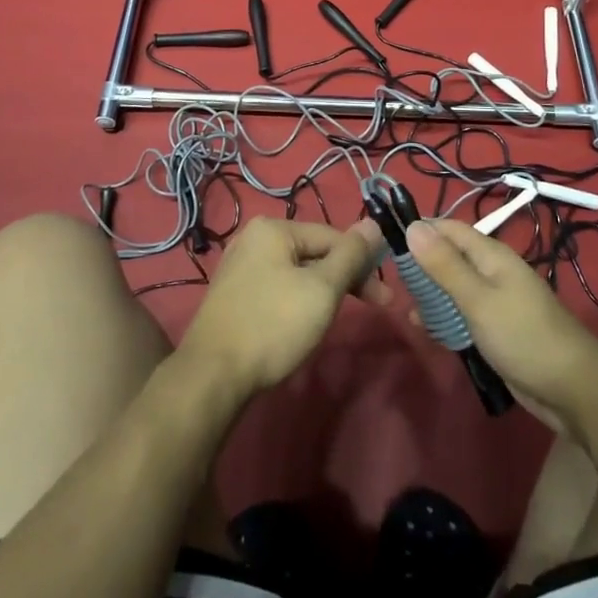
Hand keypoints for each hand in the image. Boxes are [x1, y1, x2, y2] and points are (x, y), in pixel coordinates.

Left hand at [178, 218, 389, 401]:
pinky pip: (278, 287)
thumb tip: (373, 223)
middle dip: (345, 279)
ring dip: (323, 291)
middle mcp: (253, 239)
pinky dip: (298, 300)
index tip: (385, 298)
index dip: (363, 264)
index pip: (332, 237)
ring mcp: (240, 266)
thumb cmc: (273, 325)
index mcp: (273, 228)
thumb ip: (351, 255)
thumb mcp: (322, 289)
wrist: (212, 374)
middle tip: (374, 308)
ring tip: (336, 318)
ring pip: (297, 272)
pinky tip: (304, 322)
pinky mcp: (234, 295)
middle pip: (314, 252)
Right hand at [406, 220, 597, 430]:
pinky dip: (443, 316)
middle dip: (421, 263)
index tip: (386, 239)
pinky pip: (462, 313)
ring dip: (430, 292)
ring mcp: (495, 301)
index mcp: (491, 255)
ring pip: (453, 286)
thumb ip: (444, 265)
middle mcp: (492, 271)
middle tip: (389, 276)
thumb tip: (412, 226)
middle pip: (449, 256)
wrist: (572, 389)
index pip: (449, 229)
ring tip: (402, 304)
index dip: (420, 229)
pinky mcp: (495, 328)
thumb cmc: (523, 336)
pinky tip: (424, 328)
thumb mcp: (478, 299)